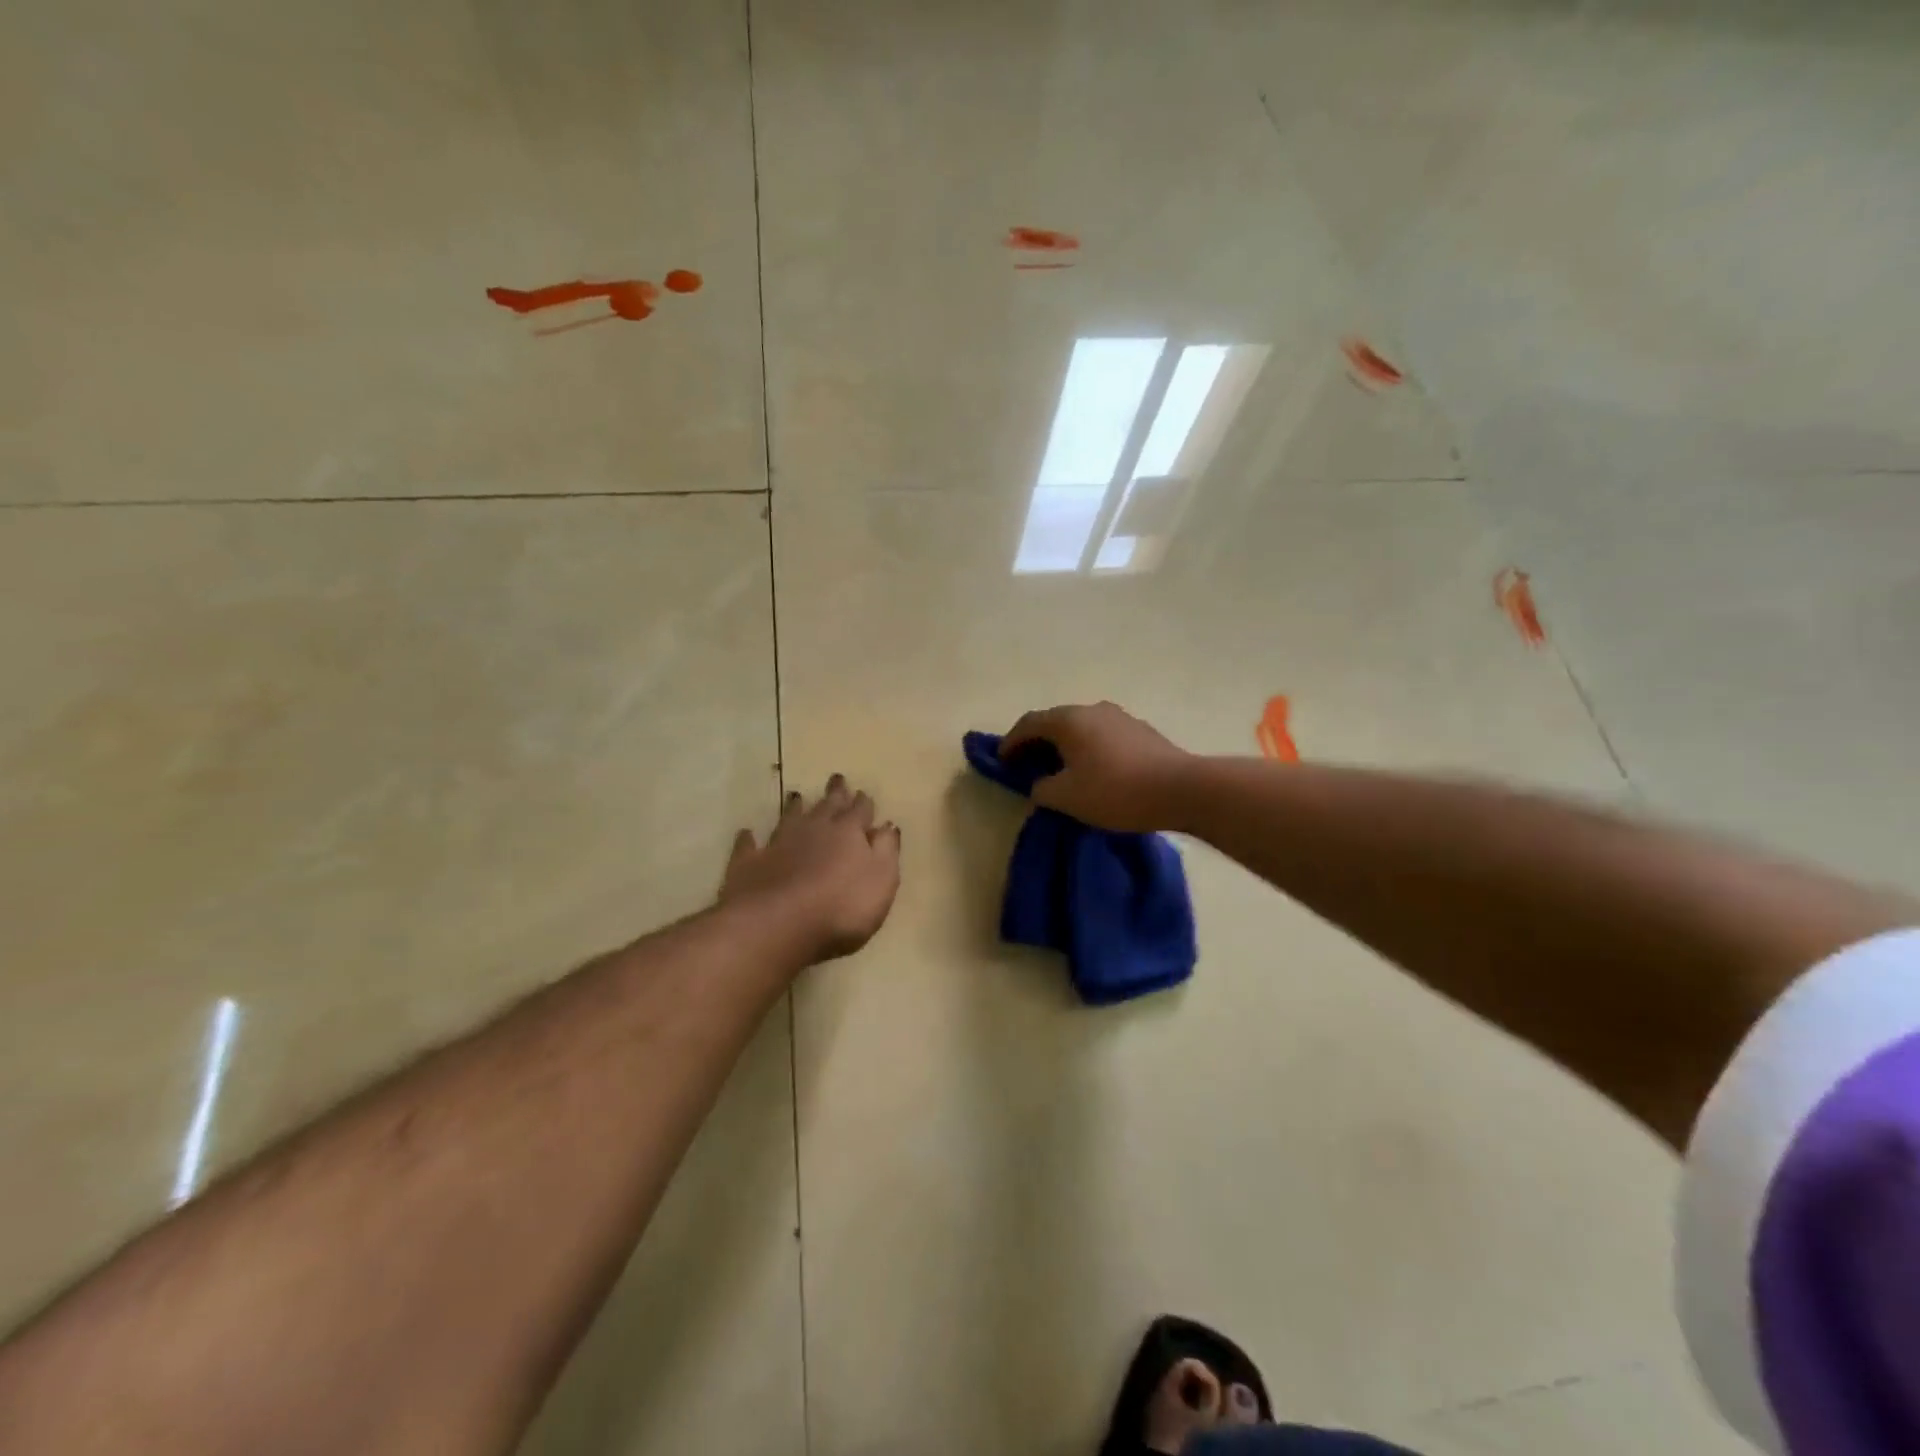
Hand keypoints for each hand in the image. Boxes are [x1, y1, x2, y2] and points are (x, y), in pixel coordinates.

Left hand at [721, 774, 901, 961]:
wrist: (777, 924)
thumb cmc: (842, 906)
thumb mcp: (881, 880)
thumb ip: (886, 850)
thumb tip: (887, 825)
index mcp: (848, 833)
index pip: (859, 811)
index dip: (863, 803)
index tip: (863, 792)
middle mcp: (813, 830)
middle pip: (826, 806)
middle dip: (834, 793)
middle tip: (836, 778)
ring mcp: (778, 844)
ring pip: (789, 818)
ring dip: (795, 807)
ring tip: (796, 795)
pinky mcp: (749, 864)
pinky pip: (749, 845)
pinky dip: (750, 839)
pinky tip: (748, 834)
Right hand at [1000, 701, 1192, 831]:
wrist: (1182, 789)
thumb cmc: (1116, 791)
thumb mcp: (1067, 797)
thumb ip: (1042, 789)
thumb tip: (1040, 783)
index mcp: (1069, 720)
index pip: (1028, 723)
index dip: (1010, 742)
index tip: (1001, 760)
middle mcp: (1093, 709)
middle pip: (1055, 722)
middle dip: (1037, 742)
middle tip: (1027, 765)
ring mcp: (1120, 717)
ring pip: (1082, 728)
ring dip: (1065, 745)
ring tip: (1061, 769)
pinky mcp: (1142, 731)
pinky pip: (1103, 736)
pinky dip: (1089, 749)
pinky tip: (1094, 770)